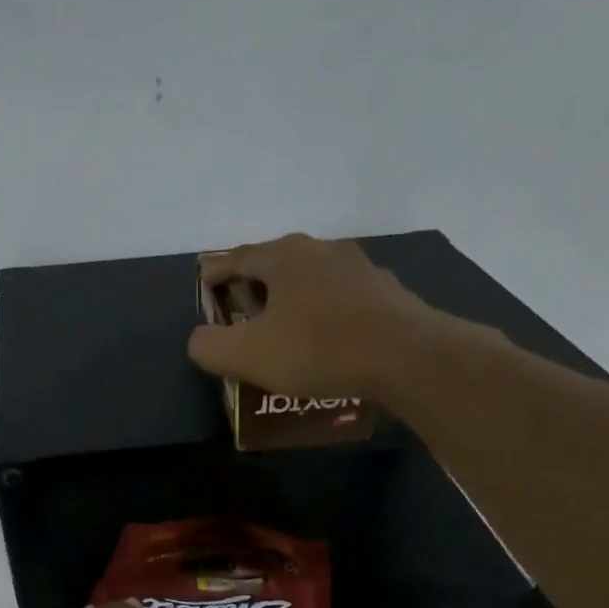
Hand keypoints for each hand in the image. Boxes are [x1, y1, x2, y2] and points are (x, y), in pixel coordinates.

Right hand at [188, 233, 439, 398]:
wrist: (407, 357)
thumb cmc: (318, 348)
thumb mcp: (246, 354)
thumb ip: (209, 346)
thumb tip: (201, 340)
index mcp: (284, 255)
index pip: (237, 257)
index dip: (215, 272)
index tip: (204, 283)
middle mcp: (321, 250)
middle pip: (276, 264)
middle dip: (255, 286)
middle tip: (241, 312)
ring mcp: (360, 269)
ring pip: (312, 281)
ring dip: (293, 300)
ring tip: (284, 328)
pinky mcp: (387, 294)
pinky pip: (342, 301)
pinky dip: (325, 315)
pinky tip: (326, 340)